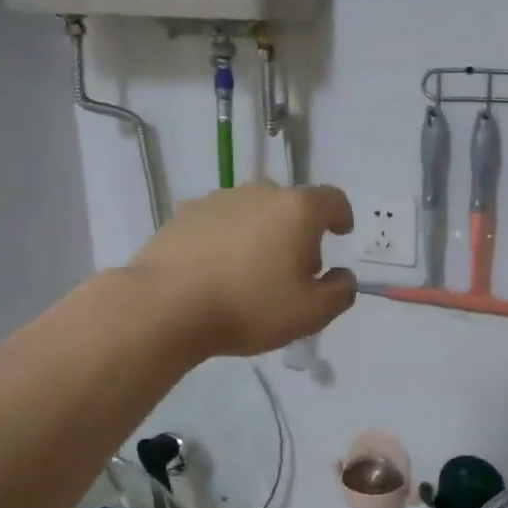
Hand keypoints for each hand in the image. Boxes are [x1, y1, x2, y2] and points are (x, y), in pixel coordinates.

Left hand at [129, 181, 357, 356]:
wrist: (165, 306)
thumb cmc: (249, 307)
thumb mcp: (311, 313)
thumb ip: (339, 293)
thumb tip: (342, 277)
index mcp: (297, 210)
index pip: (332, 199)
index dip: (341, 215)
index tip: (340, 233)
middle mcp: (259, 193)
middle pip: (291, 204)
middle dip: (299, 231)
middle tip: (295, 267)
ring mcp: (217, 200)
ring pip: (253, 211)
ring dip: (262, 232)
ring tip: (253, 271)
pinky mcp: (183, 214)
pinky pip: (219, 221)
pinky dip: (228, 238)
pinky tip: (218, 270)